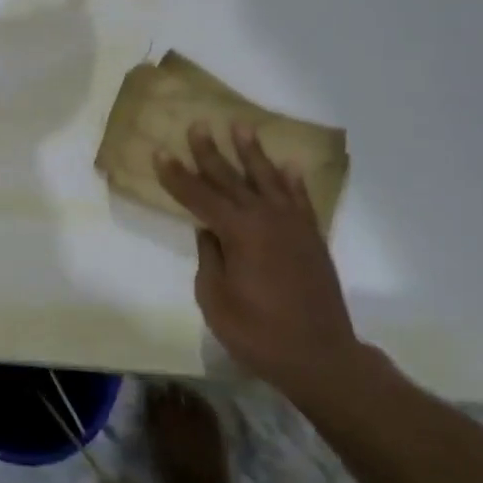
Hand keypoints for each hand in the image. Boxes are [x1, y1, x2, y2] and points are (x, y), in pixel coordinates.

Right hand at [156, 123, 369, 407]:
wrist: (322, 358)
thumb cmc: (260, 334)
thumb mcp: (216, 301)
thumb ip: (209, 259)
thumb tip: (209, 232)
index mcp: (238, 232)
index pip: (199, 196)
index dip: (177, 176)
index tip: (159, 153)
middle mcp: (265, 218)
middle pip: (231, 178)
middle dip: (210, 152)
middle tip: (197, 124)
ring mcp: (293, 225)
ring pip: (267, 178)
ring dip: (252, 152)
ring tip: (241, 126)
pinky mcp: (312, 237)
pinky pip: (300, 199)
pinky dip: (293, 180)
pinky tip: (288, 166)